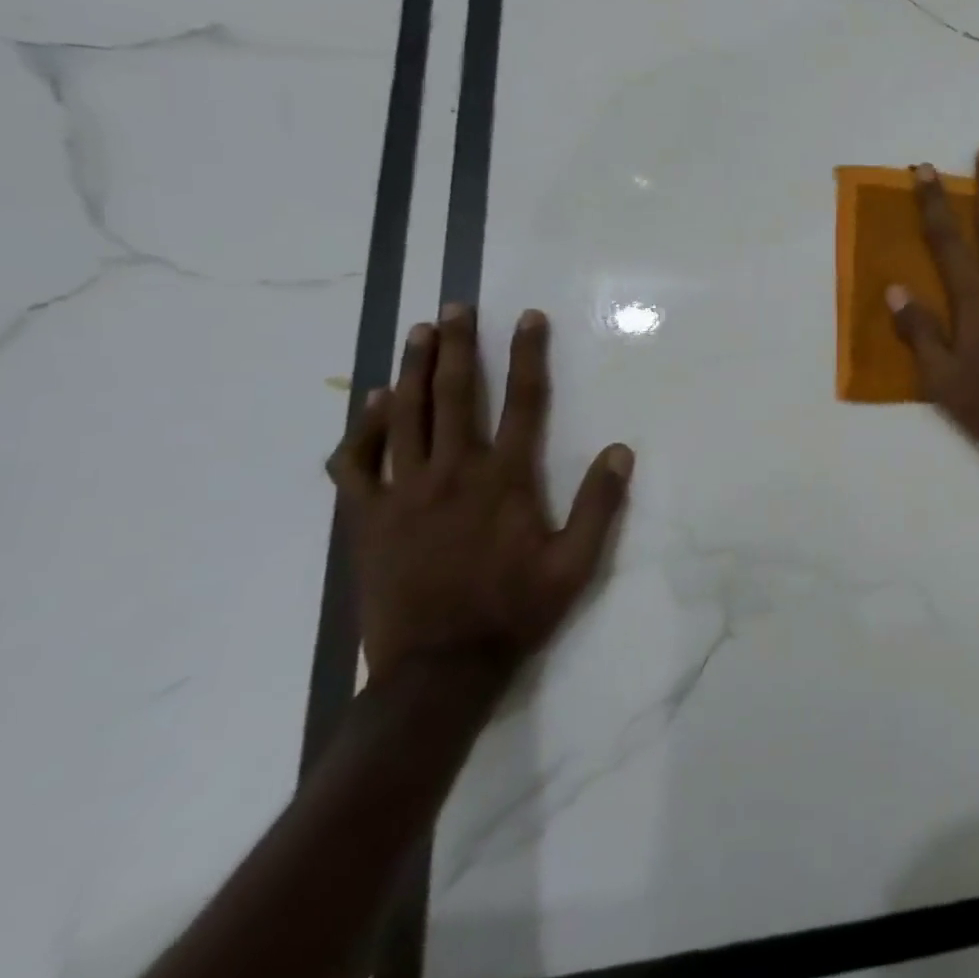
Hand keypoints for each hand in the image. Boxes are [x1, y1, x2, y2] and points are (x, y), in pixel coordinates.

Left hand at [325, 304, 633, 679]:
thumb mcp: (576, 564)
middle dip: (457, 345)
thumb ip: (600, 504)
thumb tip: (622, 449)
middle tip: (457, 306)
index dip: (526, 354)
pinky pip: (356, 463)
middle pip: (454, 394)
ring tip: (419, 331)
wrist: (437, 670)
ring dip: (413, 369)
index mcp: (505, 479)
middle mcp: (452, 473)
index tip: (527, 317)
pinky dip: (364, 428)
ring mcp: (402, 494)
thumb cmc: (515, 611)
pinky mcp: (366, 519)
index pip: (522, 401)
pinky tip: (375, 404)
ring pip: (405, 416)